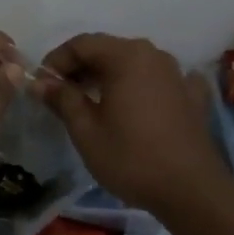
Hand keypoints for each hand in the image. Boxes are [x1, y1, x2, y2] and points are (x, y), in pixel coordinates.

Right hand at [33, 33, 226, 214]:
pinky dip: (142, 87)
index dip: (56, 61)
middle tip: (61, 95)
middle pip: (108, 50)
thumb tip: (40, 82)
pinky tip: (138, 105)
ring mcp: (177, 74)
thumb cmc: (131, 158)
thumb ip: (62, 99)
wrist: (191, 190)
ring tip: (93, 102)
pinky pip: (160, 81)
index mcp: (126, 56)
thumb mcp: (86, 130)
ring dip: (109, 77)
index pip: (81, 44)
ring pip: (134, 64)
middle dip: (81, 68)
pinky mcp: (193, 96)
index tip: (42, 85)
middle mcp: (154, 55)